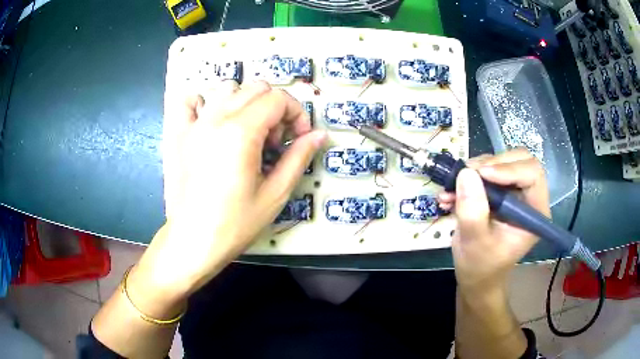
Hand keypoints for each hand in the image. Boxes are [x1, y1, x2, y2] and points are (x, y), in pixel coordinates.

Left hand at [130, 81, 325, 311]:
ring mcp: (194, 124)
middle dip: (275, 109)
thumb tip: (319, 135)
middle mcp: (216, 118)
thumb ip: (299, 157)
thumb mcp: (275, 193)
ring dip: (245, 104)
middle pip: (256, 89)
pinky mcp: (178, 134)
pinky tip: (211, 120)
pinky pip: (188, 101)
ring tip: (246, 133)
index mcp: (241, 132)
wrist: (193, 241)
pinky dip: (203, 102)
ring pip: (227, 89)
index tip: (298, 139)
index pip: (278, 99)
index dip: (297, 114)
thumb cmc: (235, 224)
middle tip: (274, 142)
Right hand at [438, 149, 549, 295]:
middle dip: (492, 163)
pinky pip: (488, 171)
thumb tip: (466, 173)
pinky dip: (469, 177)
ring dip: (476, 170)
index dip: (508, 168)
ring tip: (452, 186)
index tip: (481, 174)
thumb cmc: (480, 266)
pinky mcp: (501, 191)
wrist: (475, 275)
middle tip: (467, 174)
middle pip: (519, 161)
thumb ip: (473, 212)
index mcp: (535, 213)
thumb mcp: (475, 243)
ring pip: (502, 162)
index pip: (532, 174)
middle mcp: (529, 198)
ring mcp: (515, 193)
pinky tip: (451, 193)